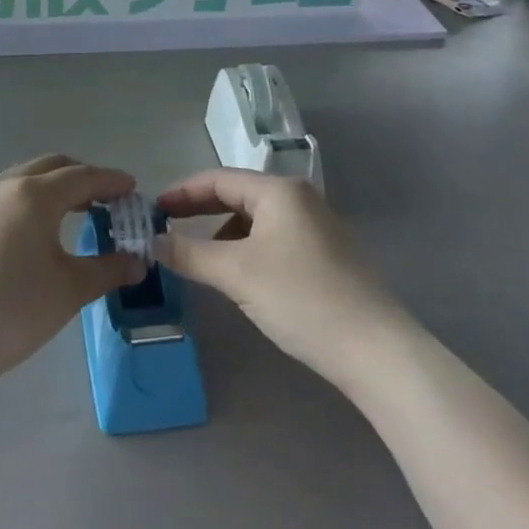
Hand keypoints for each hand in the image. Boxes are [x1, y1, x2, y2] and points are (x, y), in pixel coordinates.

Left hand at [0, 155, 146, 391]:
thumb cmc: (14, 311)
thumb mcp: (70, 290)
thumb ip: (108, 269)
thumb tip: (138, 262)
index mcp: (34, 195)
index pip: (83, 176)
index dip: (111, 181)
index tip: (132, 188)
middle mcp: (5, 186)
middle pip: (52, 167)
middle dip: (83, 177)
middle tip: (107, 198)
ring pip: (25, 178)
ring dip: (54, 187)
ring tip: (76, 211)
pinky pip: (5, 196)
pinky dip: (30, 201)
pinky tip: (36, 231)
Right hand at [154, 169, 400, 384]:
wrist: (376, 350)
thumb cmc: (301, 298)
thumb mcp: (237, 274)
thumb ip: (190, 254)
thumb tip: (152, 242)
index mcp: (279, 190)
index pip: (217, 179)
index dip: (181, 193)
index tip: (151, 211)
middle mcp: (299, 198)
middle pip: (237, 195)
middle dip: (199, 210)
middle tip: (165, 229)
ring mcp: (316, 226)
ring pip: (255, 219)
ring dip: (222, 233)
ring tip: (199, 259)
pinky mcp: (325, 254)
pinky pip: (272, 239)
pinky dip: (246, 249)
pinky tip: (239, 276)